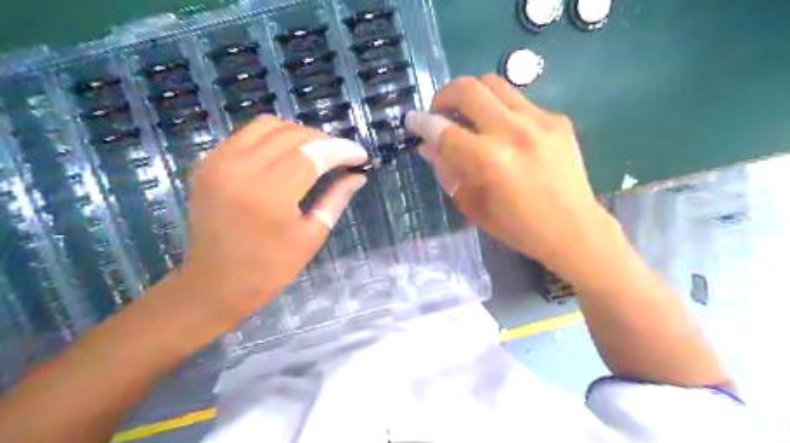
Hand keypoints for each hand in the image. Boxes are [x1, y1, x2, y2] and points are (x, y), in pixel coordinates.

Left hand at [176, 116, 367, 323]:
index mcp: (269, 193)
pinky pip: (246, 135)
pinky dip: (272, 139)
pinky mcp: (207, 163)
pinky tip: (285, 156)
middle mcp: (241, 168)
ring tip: (316, 153)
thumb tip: (358, 175)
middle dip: (324, 141)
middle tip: (342, 158)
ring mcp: (218, 162)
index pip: (313, 154)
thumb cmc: (269, 269)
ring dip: (299, 134)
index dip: (342, 150)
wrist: (214, 284)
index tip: (361, 156)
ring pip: (268, 125)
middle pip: (292, 135)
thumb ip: (336, 199)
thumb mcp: (311, 236)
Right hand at [408, 72, 616, 269]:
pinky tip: (503, 133)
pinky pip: (518, 101)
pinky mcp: (557, 119)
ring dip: (472, 95)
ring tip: (468, 115)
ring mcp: (540, 120)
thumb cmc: (518, 228)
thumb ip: (448, 171)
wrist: (574, 229)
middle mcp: (513, 131)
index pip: (444, 130)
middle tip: (440, 112)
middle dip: (443, 95)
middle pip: (468, 88)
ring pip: (494, 83)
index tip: (411, 120)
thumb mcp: (474, 206)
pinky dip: (500, 110)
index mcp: (490, 160)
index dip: (421, 123)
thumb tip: (427, 146)